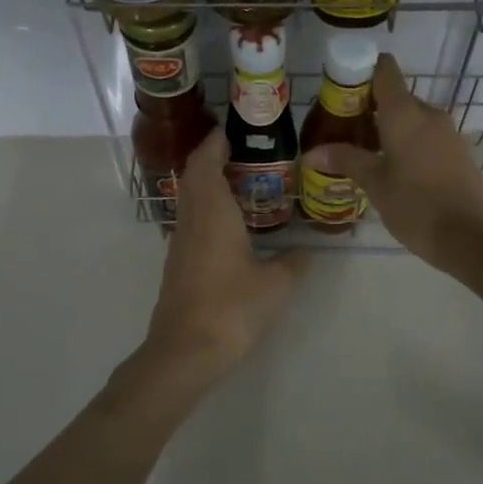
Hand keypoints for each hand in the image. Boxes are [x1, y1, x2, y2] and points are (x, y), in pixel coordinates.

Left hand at [145, 128, 309, 378]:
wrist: (185, 352)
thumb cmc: (231, 309)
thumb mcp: (276, 285)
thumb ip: (294, 263)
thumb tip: (304, 252)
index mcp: (213, 214)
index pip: (205, 163)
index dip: (215, 143)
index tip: (232, 131)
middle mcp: (192, 221)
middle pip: (193, 177)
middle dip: (211, 158)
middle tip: (240, 152)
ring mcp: (180, 244)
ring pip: (189, 200)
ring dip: (207, 184)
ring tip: (239, 182)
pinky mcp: (178, 265)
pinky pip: (191, 222)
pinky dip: (206, 209)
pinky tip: (228, 225)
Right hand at [303, 55, 482, 270]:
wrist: (471, 237)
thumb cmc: (416, 206)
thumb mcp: (375, 184)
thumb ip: (345, 160)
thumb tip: (311, 153)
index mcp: (405, 113)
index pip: (384, 69)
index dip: (361, 71)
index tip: (340, 91)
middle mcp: (428, 114)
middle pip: (395, 96)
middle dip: (368, 108)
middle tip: (342, 131)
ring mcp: (447, 133)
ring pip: (411, 118)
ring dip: (387, 128)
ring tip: (362, 153)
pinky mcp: (457, 152)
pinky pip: (426, 136)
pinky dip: (406, 143)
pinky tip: (391, 169)